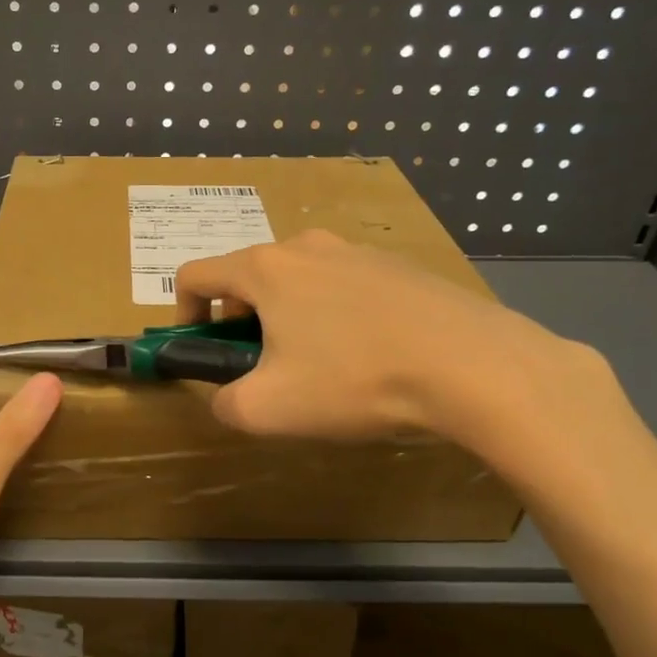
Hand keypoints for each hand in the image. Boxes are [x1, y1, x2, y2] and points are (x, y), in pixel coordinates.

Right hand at [173, 230, 611, 458]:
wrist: (473, 365)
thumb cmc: (355, 380)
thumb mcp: (269, 410)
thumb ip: (225, 403)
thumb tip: (226, 396)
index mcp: (265, 269)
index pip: (195, 275)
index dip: (183, 314)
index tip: (202, 352)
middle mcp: (306, 247)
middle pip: (248, 278)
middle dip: (240, 323)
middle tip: (263, 369)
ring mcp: (357, 251)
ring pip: (298, 282)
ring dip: (288, 319)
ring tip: (320, 368)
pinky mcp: (398, 266)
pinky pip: (344, 287)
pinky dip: (334, 316)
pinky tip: (368, 357)